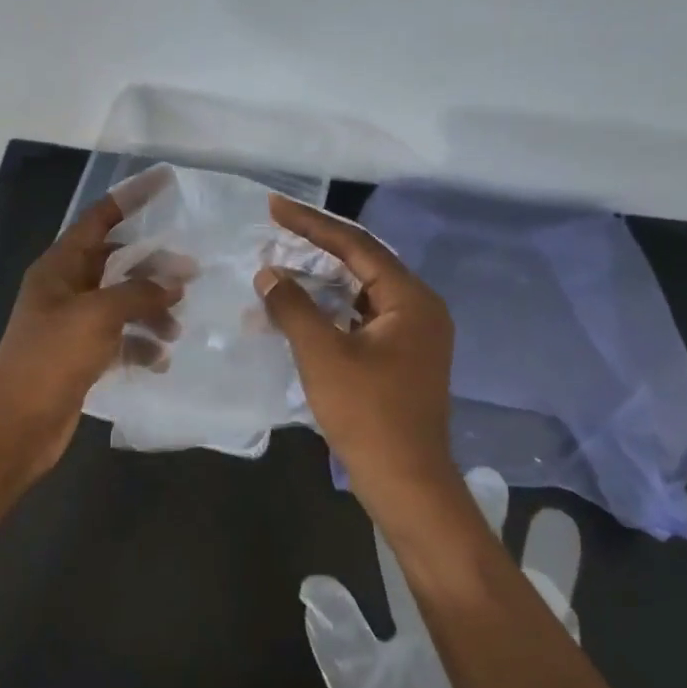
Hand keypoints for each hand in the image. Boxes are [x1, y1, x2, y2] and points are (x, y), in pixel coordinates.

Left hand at [0, 191, 183, 477]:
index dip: (130, 199)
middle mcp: (65, 290)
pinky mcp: (80, 357)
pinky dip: (140, 346)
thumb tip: (174, 283)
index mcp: (59, 267)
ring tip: (176, 329)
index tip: (164, 182)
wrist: (17, 424)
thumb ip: (139, 293)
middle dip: (152, 269)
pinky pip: (118, 340)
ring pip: (121, 304)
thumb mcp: (98, 315)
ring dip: (150, 312)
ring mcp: (72, 325)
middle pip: (116, 264)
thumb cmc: (52, 358)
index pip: (98, 219)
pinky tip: (160, 360)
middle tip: (191, 277)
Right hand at [254, 194, 456, 501]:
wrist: (405, 481)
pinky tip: (297, 312)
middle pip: (361, 264)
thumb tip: (268, 273)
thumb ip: (293, 307)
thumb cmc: (368, 413)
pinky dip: (328, 312)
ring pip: (358, 294)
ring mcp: (411, 336)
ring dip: (318, 283)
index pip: (356, 245)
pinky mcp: (399, 358)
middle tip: (273, 232)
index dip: (311, 224)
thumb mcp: (323, 354)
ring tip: (277, 269)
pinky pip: (359, 319)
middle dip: (314, 249)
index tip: (274, 206)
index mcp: (410, 299)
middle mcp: (418, 309)